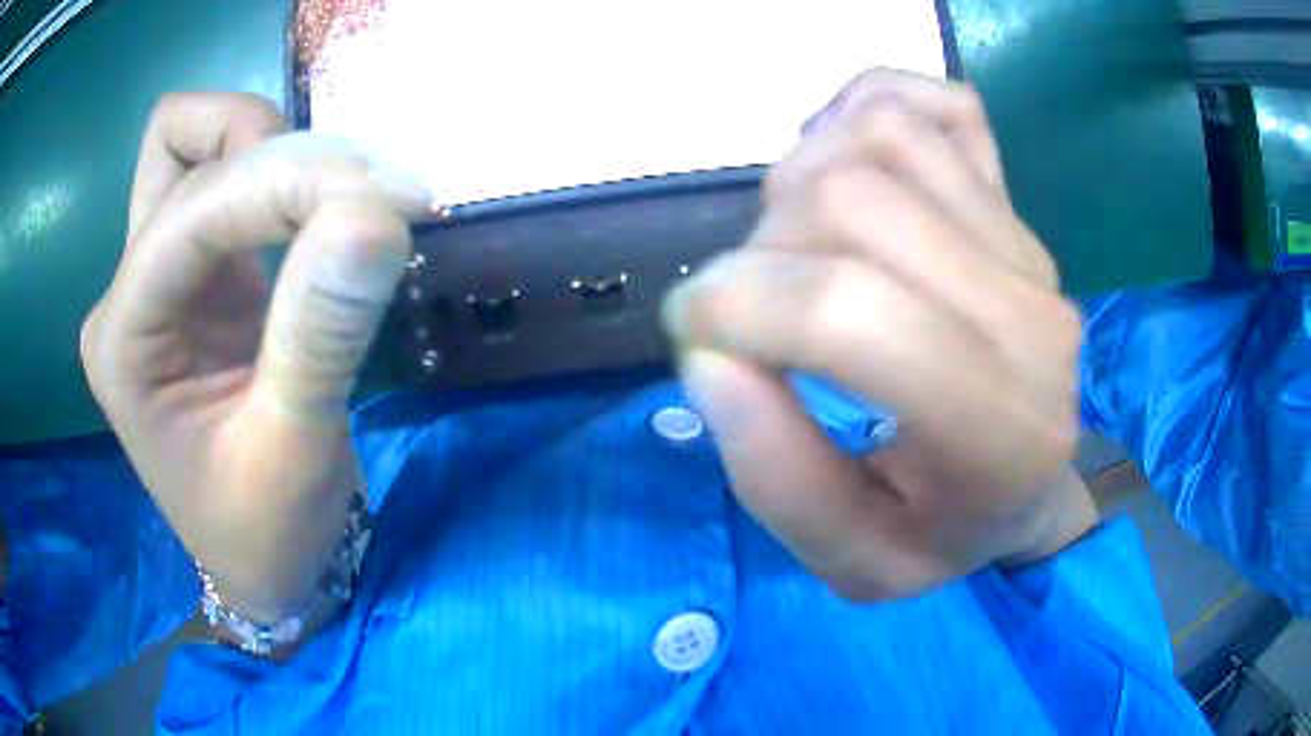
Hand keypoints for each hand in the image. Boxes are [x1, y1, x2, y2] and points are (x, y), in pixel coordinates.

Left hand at [81, 93, 431, 620]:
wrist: (263, 567)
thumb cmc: (267, 536)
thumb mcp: (292, 454)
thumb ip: (320, 332)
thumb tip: (376, 216)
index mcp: (123, 340)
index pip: (194, 208)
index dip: (288, 183)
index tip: (393, 204)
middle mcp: (127, 291)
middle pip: (183, 146)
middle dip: (280, 153)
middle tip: (372, 200)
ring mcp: (157, 277)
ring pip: (197, 144)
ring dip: (273, 149)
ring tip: (345, 201)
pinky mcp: (195, 277)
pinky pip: (227, 180)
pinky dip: (282, 173)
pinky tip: (326, 214)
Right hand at [663, 70, 1094, 599]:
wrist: (1036, 486)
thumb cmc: (948, 535)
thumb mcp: (856, 566)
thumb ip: (776, 480)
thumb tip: (709, 356)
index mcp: (1000, 433)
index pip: (850, 312)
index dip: (740, 306)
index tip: (697, 335)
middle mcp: (1030, 319)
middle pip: (853, 202)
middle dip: (757, 250)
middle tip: (747, 307)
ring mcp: (1028, 247)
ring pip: (883, 140)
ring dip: (799, 181)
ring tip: (793, 246)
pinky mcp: (1017, 205)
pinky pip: (934, 103)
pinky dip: (864, 108)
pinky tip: (841, 161)